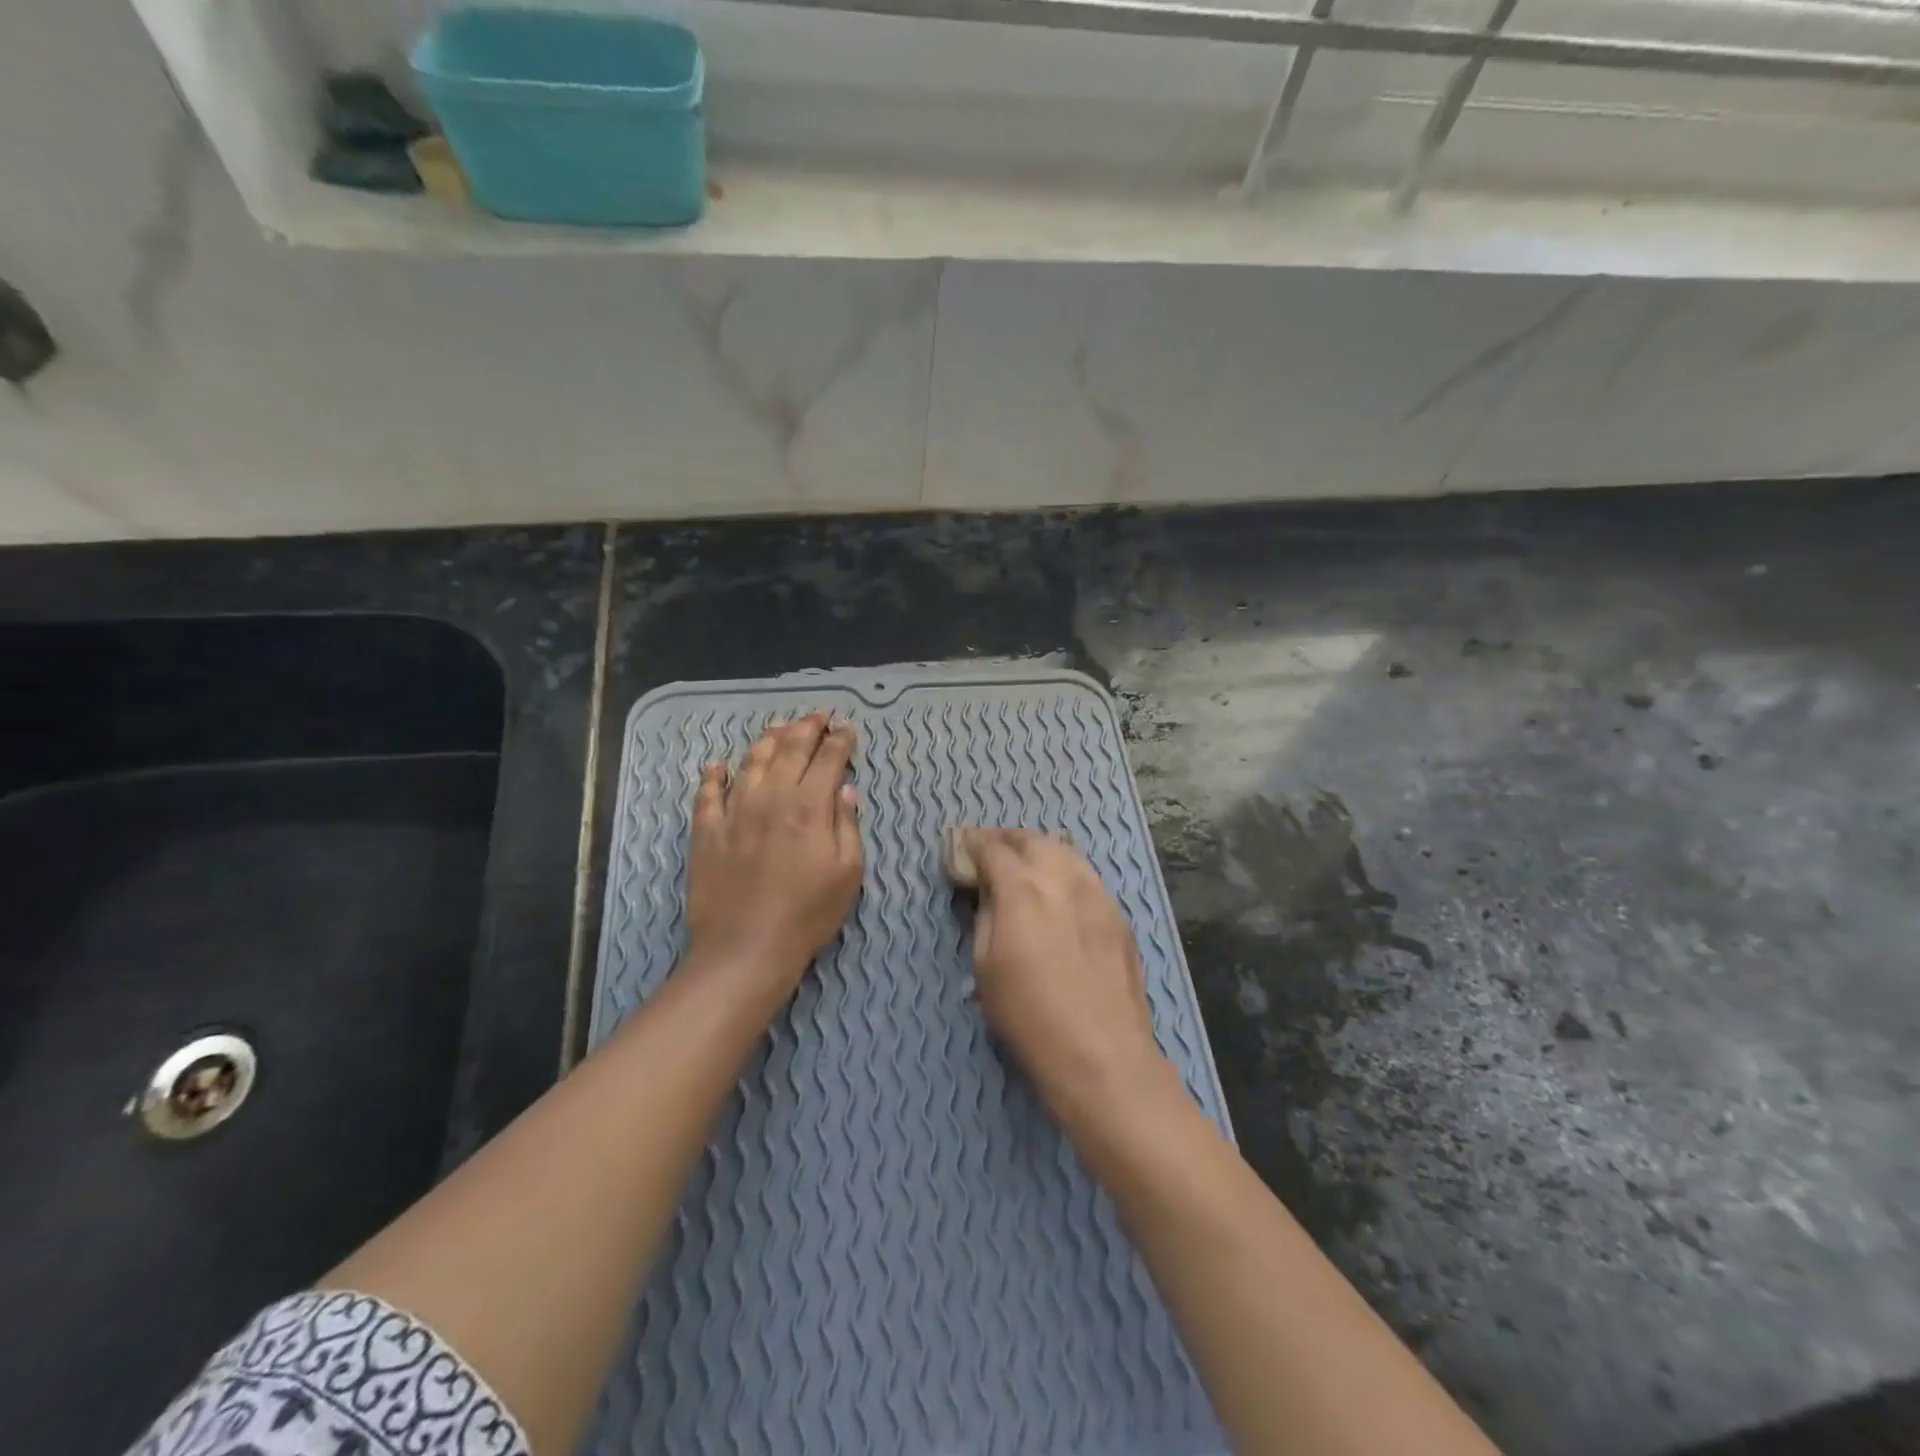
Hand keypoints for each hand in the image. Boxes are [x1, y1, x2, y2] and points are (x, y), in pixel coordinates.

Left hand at [685, 714, 861, 994]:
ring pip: (751, 762)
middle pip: (790, 750)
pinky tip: (717, 764)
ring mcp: (734, 811)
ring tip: (778, 728)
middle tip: (818, 717)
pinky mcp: (707, 831)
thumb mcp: (847, 872)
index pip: (829, 760)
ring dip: (768, 740)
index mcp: (809, 807)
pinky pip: (708, 793)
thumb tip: (845, 788)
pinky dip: (713, 774)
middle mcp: (771, 798)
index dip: (841, 741)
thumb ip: (847, 825)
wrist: (745, 948)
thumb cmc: (808, 914)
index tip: (848, 728)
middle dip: (807, 728)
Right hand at [950, 829, 1170, 1121]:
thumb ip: (984, 915)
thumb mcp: (985, 966)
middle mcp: (1061, 876)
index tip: (958, 848)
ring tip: (1023, 864)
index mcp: (1022, 887)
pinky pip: (1085, 875)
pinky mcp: (1117, 913)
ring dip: (1038, 850)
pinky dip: (1064, 870)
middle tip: (988, 851)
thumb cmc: (1029, 1015)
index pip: (991, 848)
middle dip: (1005, 840)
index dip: (971, 844)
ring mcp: (1095, 892)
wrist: (1102, 1053)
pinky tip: (1057, 891)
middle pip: (1031, 839)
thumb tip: (985, 890)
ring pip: (1064, 851)